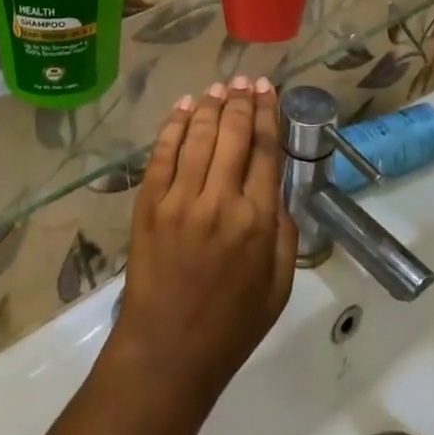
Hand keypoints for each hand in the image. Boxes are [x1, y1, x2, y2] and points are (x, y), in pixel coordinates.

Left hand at [108, 78, 297, 411]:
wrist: (167, 354)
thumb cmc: (230, 326)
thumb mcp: (278, 286)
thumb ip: (284, 232)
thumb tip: (276, 188)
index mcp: (257, 221)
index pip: (265, 149)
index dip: (267, 113)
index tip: (268, 90)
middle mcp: (220, 200)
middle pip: (234, 132)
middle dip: (242, 100)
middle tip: (245, 80)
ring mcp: (180, 199)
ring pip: (199, 135)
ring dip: (212, 105)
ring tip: (220, 87)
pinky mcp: (149, 203)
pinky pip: (163, 152)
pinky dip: (175, 124)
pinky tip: (185, 107)